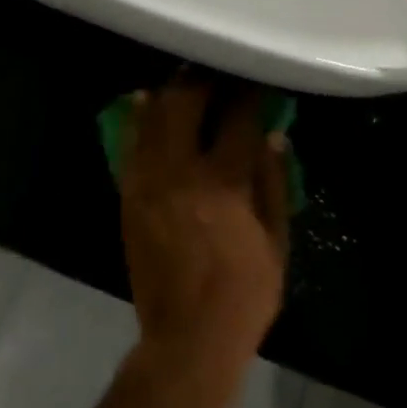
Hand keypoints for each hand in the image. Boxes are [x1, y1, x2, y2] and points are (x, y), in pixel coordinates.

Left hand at [118, 75, 291, 385]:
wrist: (185, 338)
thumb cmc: (243, 294)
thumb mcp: (276, 242)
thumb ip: (274, 182)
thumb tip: (274, 134)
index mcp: (224, 181)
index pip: (238, 118)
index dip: (248, 93)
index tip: (255, 80)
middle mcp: (181, 171)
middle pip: (186, 103)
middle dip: (202, 79)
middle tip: (216, 68)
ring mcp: (149, 182)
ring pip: (154, 117)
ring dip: (171, 91)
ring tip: (185, 77)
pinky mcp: (129, 196)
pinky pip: (131, 146)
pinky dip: (139, 119)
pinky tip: (146, 101)